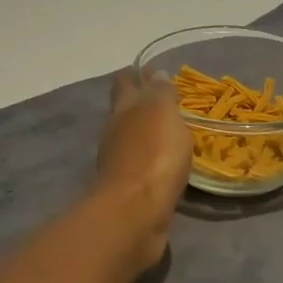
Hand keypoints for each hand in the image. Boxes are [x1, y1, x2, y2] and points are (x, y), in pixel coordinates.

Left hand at [94, 69, 191, 266]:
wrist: (136, 212)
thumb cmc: (153, 154)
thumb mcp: (162, 113)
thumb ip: (160, 92)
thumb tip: (153, 73)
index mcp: (123, 108)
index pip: (124, 82)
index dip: (134, 74)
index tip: (147, 70)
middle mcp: (115, 131)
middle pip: (124, 110)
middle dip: (138, 102)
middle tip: (162, 99)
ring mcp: (118, 161)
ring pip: (130, 138)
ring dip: (145, 132)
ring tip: (168, 130)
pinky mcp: (127, 188)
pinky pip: (140, 164)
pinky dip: (150, 159)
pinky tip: (165, 163)